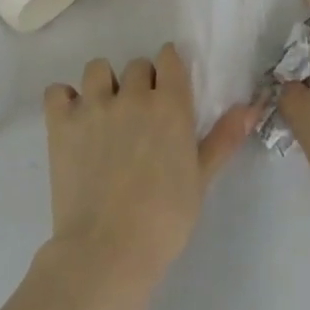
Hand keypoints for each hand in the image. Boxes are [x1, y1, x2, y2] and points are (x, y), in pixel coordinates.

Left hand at [42, 44, 254, 304]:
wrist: (107, 252)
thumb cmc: (164, 220)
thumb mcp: (200, 179)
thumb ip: (223, 138)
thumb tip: (251, 107)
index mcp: (170, 104)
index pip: (169, 57)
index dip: (169, 69)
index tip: (167, 90)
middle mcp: (132, 94)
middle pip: (136, 65)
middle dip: (139, 83)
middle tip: (138, 117)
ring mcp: (94, 106)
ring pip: (97, 69)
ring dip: (102, 85)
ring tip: (104, 114)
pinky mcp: (61, 123)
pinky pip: (57, 91)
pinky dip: (64, 100)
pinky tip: (73, 122)